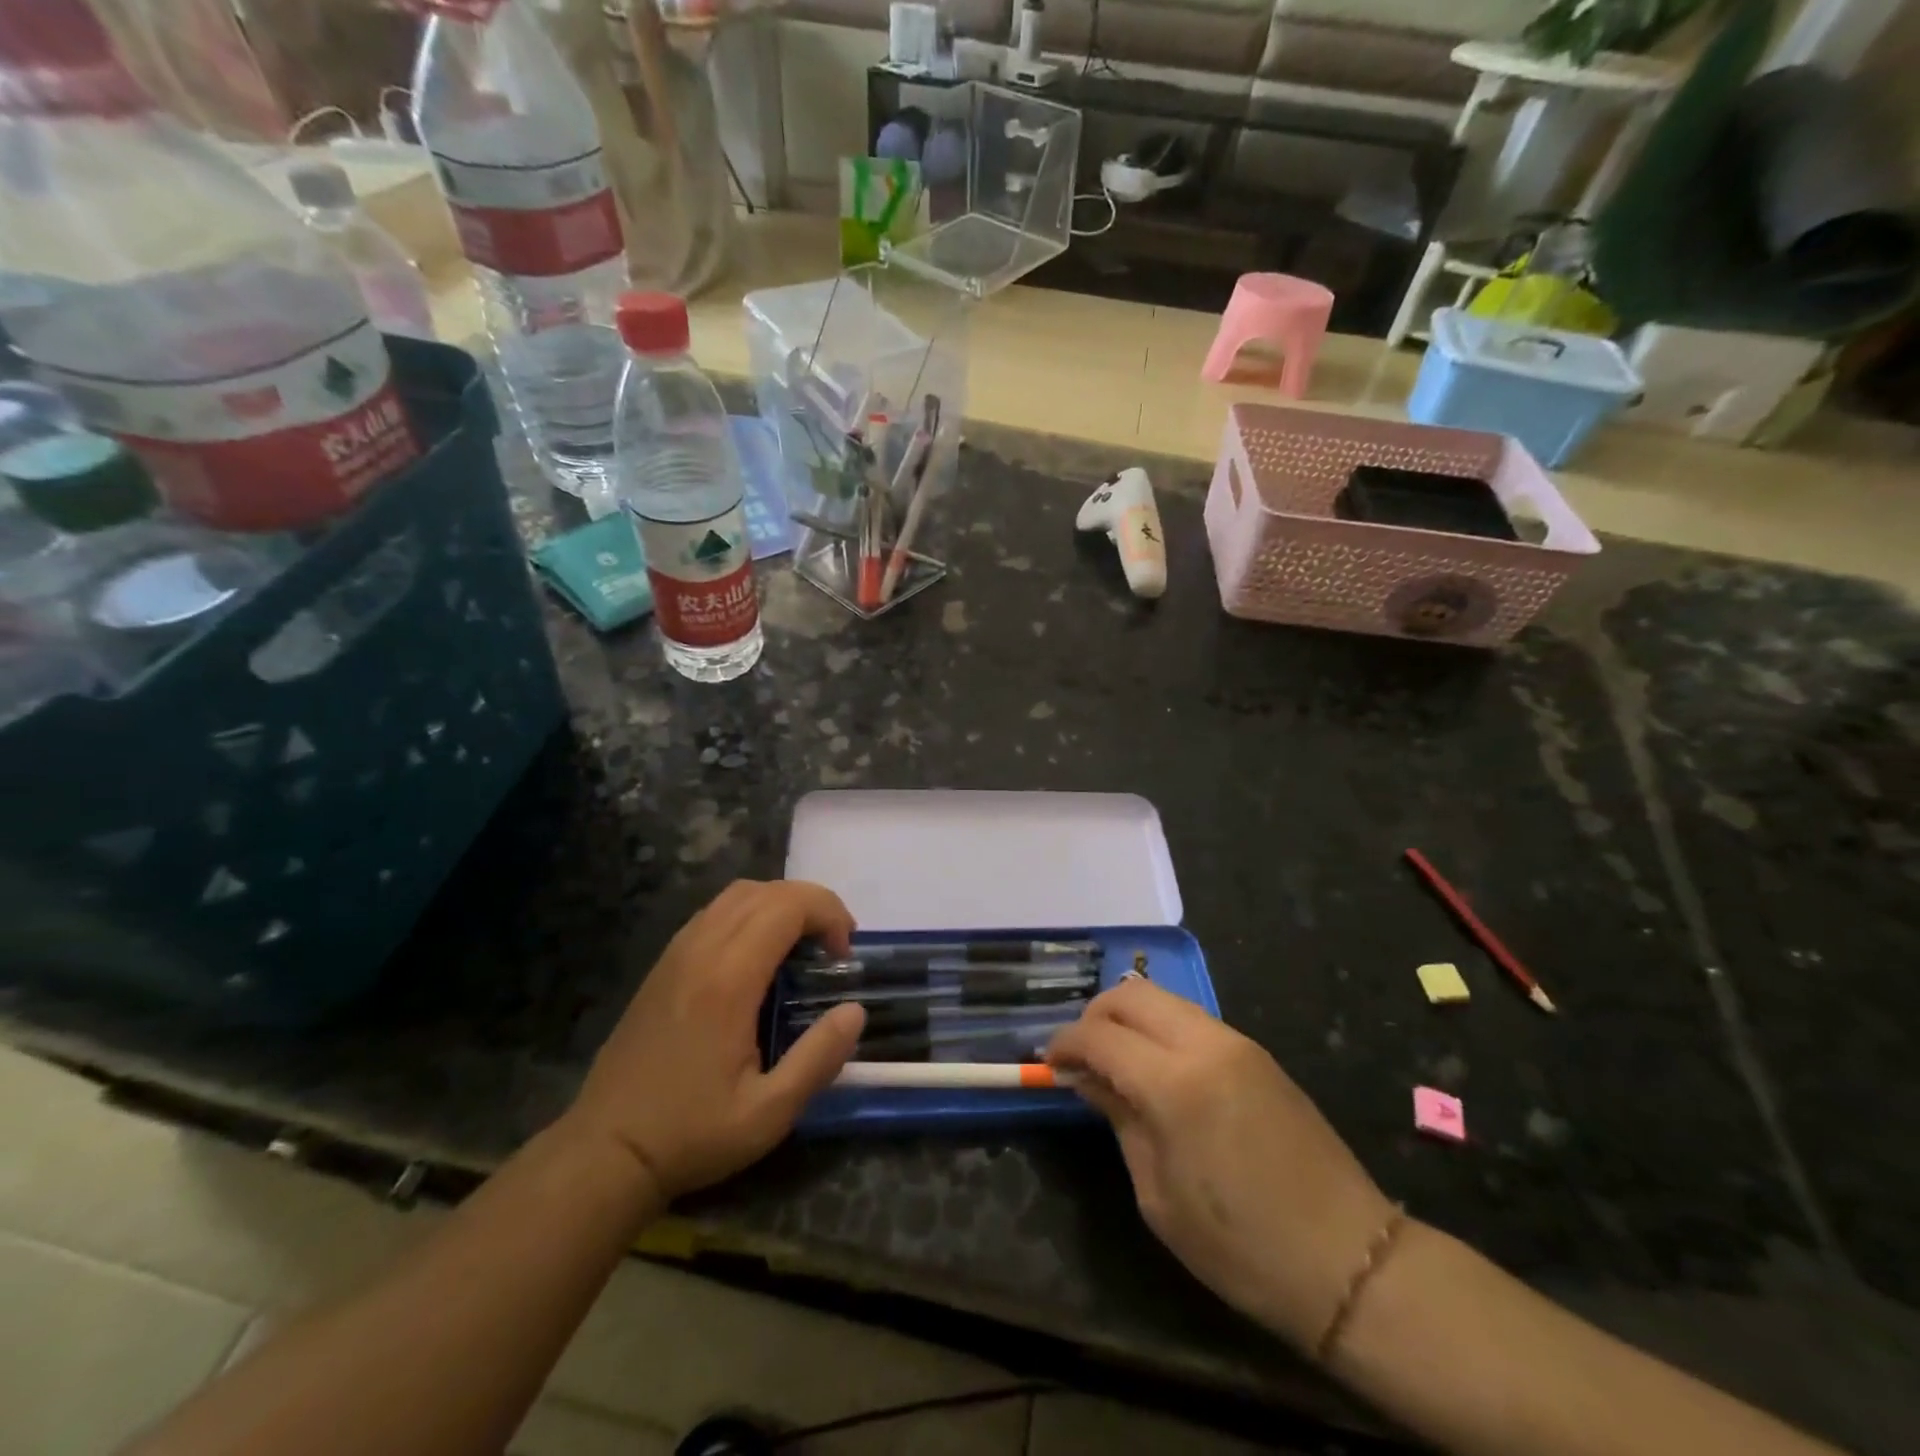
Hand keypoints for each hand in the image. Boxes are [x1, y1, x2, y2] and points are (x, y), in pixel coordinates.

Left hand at [567, 880, 865, 1200]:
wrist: (605, 1151)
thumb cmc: (691, 1133)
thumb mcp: (769, 1113)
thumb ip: (819, 1058)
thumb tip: (855, 1010)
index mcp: (728, 979)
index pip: (787, 906)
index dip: (827, 914)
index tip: (843, 954)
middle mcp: (701, 951)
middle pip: (765, 891)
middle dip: (811, 904)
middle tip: (833, 947)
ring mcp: (676, 954)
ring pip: (736, 895)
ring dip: (779, 904)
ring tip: (801, 945)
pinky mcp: (663, 965)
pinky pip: (713, 913)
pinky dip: (749, 914)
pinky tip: (758, 956)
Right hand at [1047, 980, 1394, 1351]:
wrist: (1349, 1261)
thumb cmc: (1240, 1246)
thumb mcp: (1159, 1194)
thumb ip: (1120, 1119)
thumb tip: (1087, 1079)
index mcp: (1175, 1083)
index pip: (1100, 1036)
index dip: (1065, 1043)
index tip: (1050, 1063)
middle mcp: (1205, 1044)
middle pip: (1131, 995)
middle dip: (1094, 1016)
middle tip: (1080, 1055)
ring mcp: (1236, 1042)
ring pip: (1163, 998)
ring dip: (1128, 1017)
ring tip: (1114, 1060)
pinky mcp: (1257, 1051)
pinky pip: (1192, 1019)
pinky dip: (1160, 1028)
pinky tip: (1156, 1067)